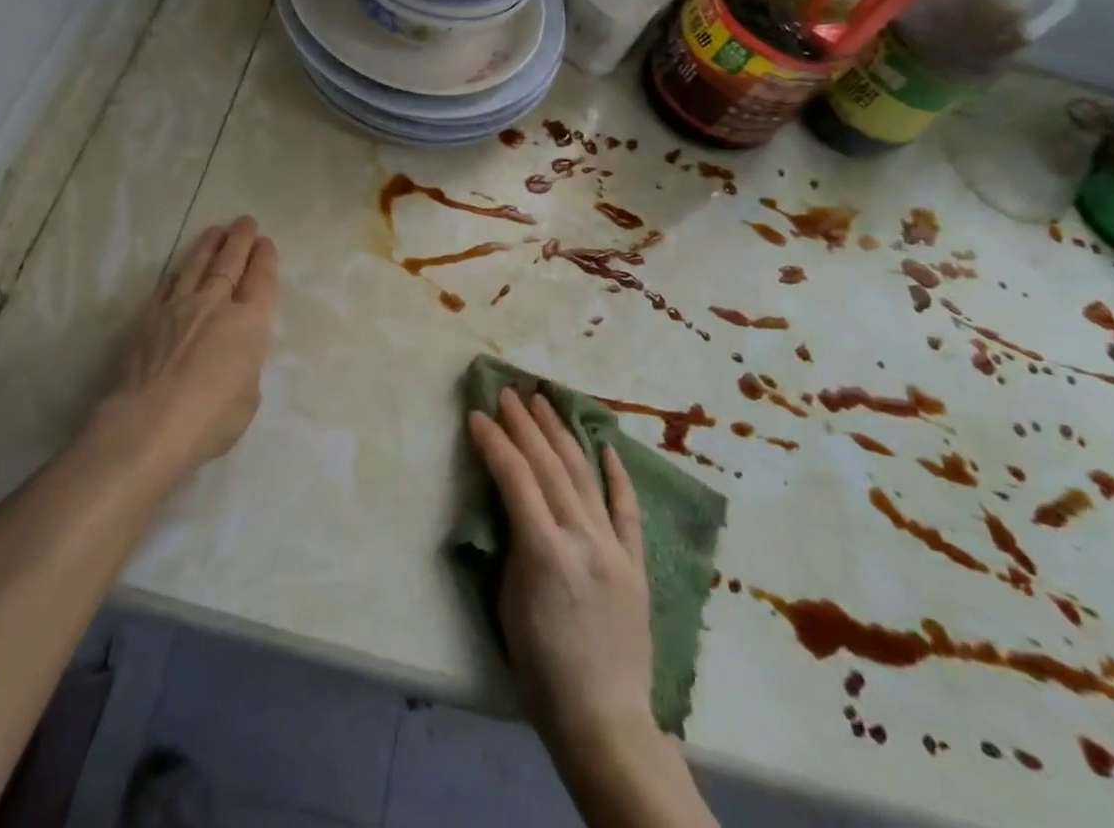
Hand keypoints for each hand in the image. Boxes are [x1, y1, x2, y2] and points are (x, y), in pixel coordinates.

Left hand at [103, 217, 279, 472]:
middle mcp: (215, 305)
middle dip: (240, 240)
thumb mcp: (247, 395)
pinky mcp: (147, 319)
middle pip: (230, 263)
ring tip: (216, 231)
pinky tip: (178, 269)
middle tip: (245, 222)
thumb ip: (243, 366)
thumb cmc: (211, 418)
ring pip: (196, 266)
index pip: (261, 281)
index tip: (265, 242)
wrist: (150, 423)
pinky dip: (176, 274)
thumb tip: (230, 357)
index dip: (264, 259)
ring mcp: (178, 308)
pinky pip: (166, 286)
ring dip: (208, 246)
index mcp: (249, 323)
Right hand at [467, 391, 654, 758]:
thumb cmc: (541, 669)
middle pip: (550, 466)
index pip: (514, 478)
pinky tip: (604, 445)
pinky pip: (626, 508)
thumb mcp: (507, 604)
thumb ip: (512, 546)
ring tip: (545, 402)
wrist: (604, 719)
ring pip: (585, 475)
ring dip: (562, 434)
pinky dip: (616, 474)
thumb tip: (512, 505)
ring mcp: (613, 547)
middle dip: (526, 425)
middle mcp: (581, 538)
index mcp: (544, 552)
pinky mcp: (635, 561)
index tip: (478, 415)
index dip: (494, 443)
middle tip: (509, 394)